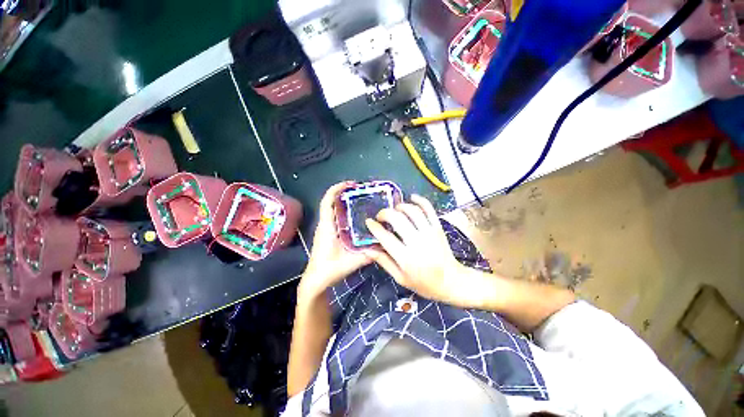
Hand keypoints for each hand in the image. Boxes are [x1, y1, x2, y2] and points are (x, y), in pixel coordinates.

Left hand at [300, 182, 372, 299]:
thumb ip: (368, 254)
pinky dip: (344, 211)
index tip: (350, 184)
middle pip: (331, 202)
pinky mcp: (327, 233)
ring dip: (343, 202)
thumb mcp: (351, 262)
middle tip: (361, 191)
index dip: (336, 189)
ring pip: (333, 209)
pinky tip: (356, 216)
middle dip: (343, 193)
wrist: (316, 281)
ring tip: (360, 200)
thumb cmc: (329, 269)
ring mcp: (325, 229)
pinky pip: (335, 217)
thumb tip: (384, 245)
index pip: (327, 202)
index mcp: (327, 226)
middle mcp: (324, 224)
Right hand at [365, 194, 465, 304]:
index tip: (369, 222)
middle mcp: (417, 242)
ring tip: (394, 210)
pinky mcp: (438, 228)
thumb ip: (384, 262)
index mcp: (406, 258)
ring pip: (412, 211)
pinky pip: (429, 209)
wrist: (452, 282)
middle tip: (380, 216)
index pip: (385, 237)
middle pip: (397, 219)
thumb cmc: (424, 283)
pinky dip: (420, 200)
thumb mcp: (400, 278)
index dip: (374, 227)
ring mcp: (429, 233)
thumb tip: (367, 249)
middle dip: (385, 213)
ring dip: (400, 206)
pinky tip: (412, 198)